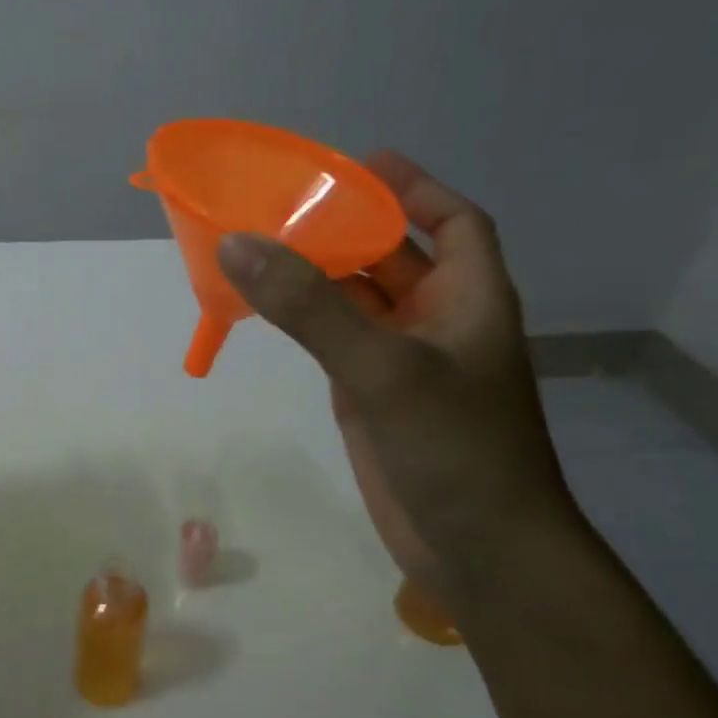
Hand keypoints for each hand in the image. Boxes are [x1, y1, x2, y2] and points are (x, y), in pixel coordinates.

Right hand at [216, 153, 576, 612]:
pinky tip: (265, 304)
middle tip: (281, 201)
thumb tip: (239, 244)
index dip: (413, 187)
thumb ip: (310, 306)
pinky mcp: (370, 394)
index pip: (453, 220)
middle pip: (391, 254)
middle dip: (345, 226)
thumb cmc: (454, 448)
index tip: (358, 165)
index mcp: (468, 296)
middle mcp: (437, 319)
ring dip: (316, 273)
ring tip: (259, 243)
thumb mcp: (383, 367)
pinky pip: (333, 339)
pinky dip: (303, 319)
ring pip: (355, 298)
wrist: (479, 552)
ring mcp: (402, 359)